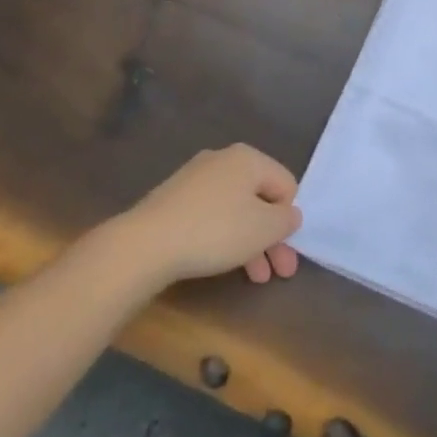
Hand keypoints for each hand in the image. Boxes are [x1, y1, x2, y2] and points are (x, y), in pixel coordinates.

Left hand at [117, 145, 301, 287]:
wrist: (146, 243)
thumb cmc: (215, 230)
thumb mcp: (263, 228)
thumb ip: (286, 219)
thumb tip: (289, 213)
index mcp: (248, 158)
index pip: (286, 184)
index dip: (290, 219)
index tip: (287, 250)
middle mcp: (223, 159)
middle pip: (260, 198)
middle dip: (272, 237)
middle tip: (279, 273)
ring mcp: (195, 178)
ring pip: (236, 210)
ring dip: (250, 243)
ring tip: (254, 278)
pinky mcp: (175, 199)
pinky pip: (212, 215)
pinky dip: (224, 237)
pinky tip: (223, 262)